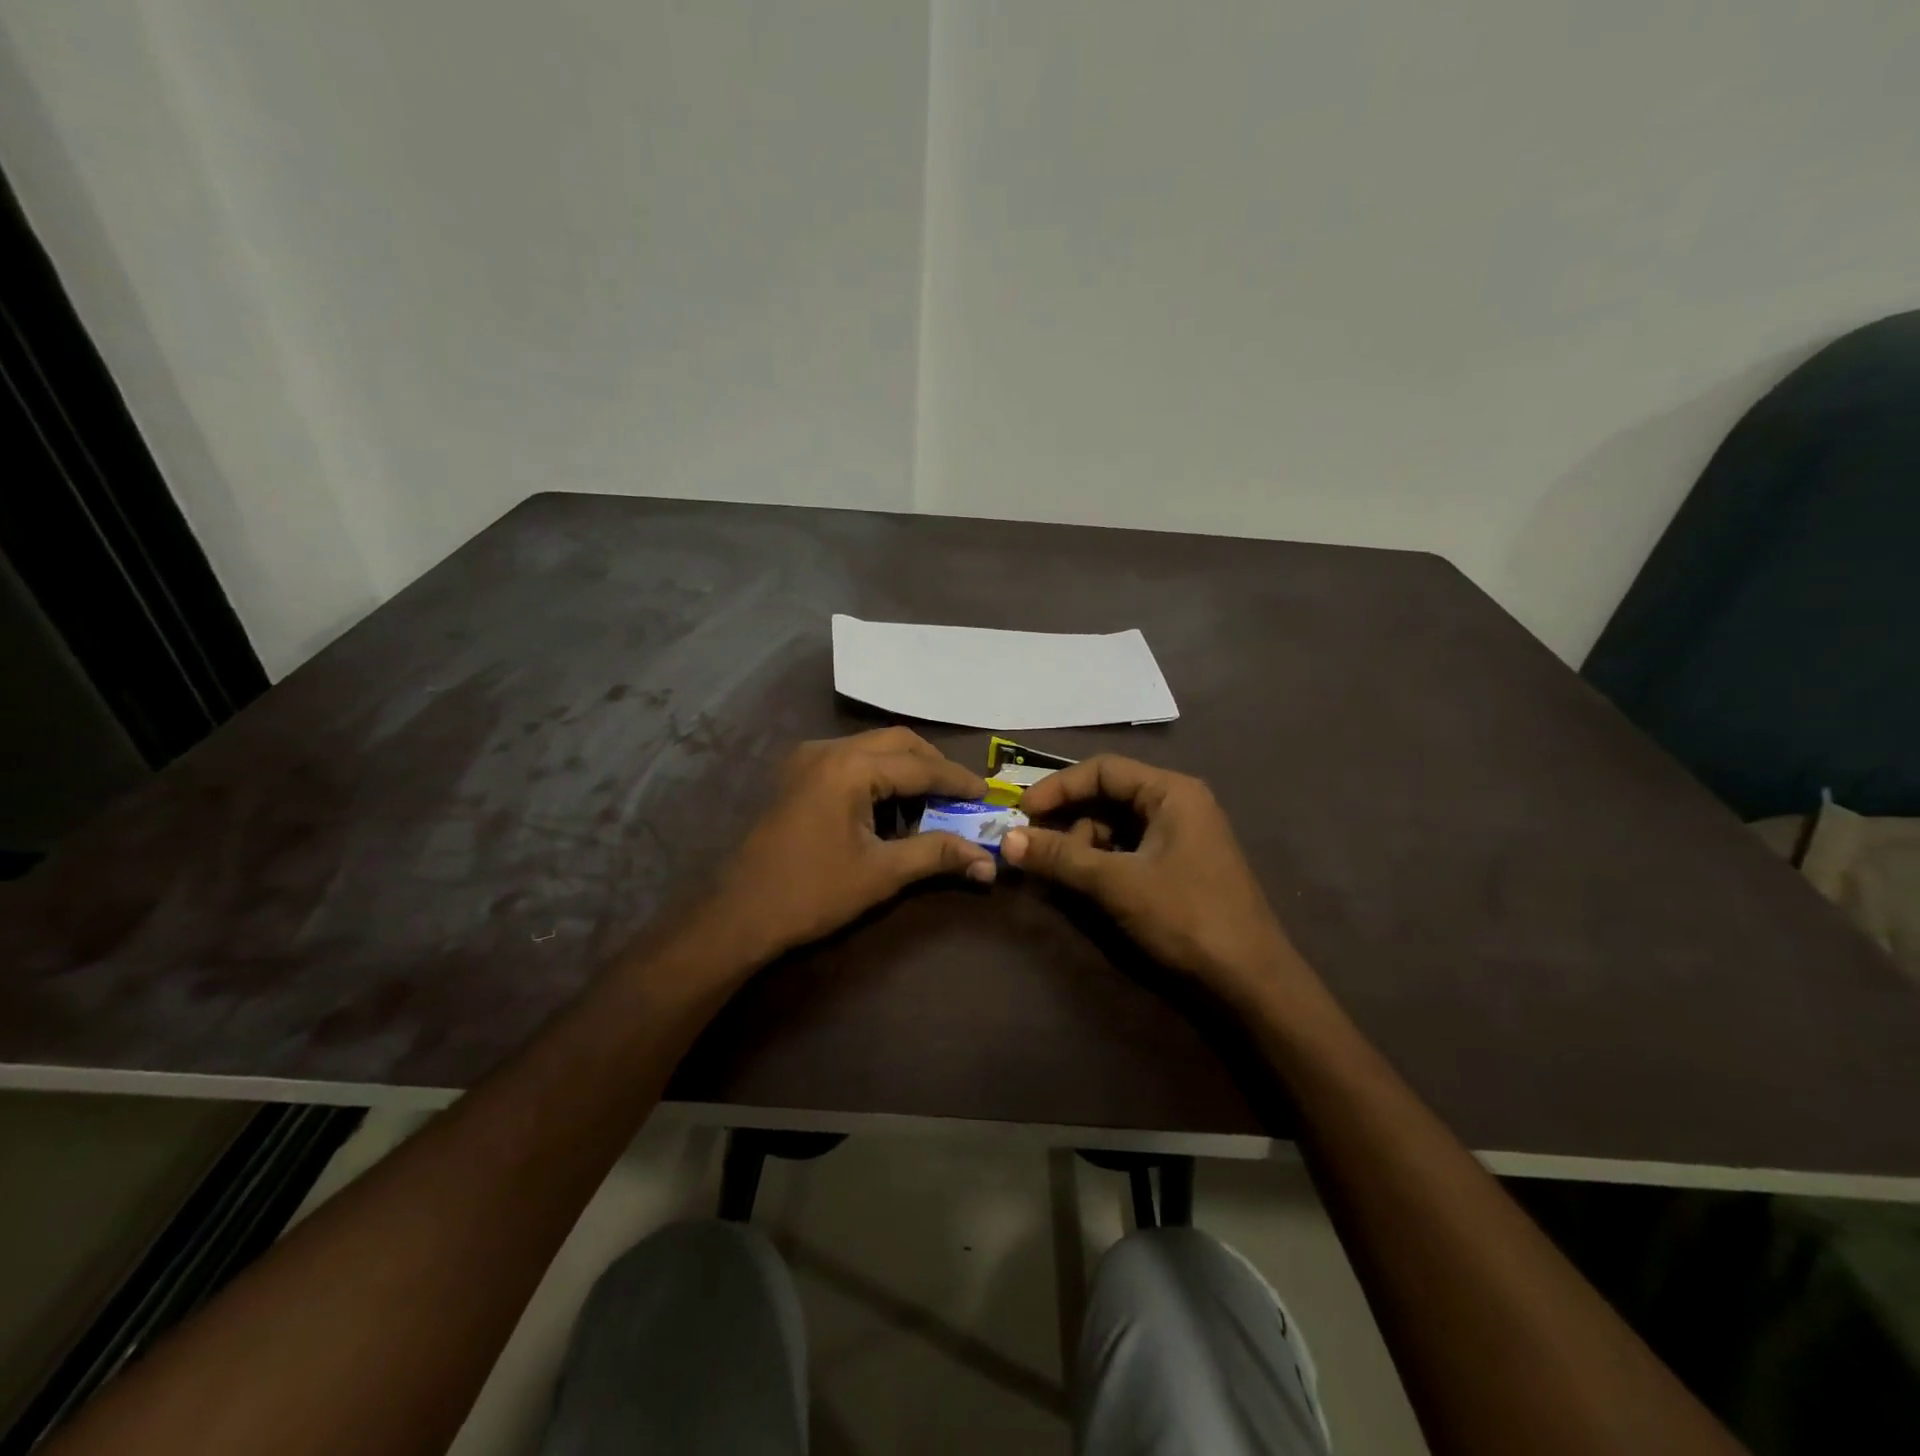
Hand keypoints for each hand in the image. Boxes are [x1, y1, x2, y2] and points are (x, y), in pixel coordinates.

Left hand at [703, 728, 995, 962]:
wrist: (738, 916)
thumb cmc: (812, 893)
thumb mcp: (881, 874)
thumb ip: (936, 855)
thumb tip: (987, 862)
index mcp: (849, 768)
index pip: (919, 765)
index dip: (957, 780)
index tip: (986, 793)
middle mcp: (827, 750)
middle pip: (896, 742)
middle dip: (932, 765)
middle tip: (960, 794)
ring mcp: (806, 760)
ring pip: (871, 748)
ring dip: (905, 768)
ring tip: (931, 801)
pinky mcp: (795, 776)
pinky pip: (849, 760)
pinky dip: (878, 774)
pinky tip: (889, 806)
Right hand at [1003, 756, 1305, 1009]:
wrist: (1251, 980)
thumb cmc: (1187, 916)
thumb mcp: (1117, 883)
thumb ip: (1061, 857)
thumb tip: (1007, 840)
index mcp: (1172, 792)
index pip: (1103, 770)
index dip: (1058, 787)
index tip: (1022, 811)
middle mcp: (1178, 804)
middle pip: (1108, 795)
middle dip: (1068, 817)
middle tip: (1032, 843)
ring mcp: (1181, 836)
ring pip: (1116, 825)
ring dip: (1082, 843)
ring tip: (1058, 871)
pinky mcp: (1179, 865)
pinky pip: (1129, 848)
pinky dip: (1101, 861)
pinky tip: (1083, 882)